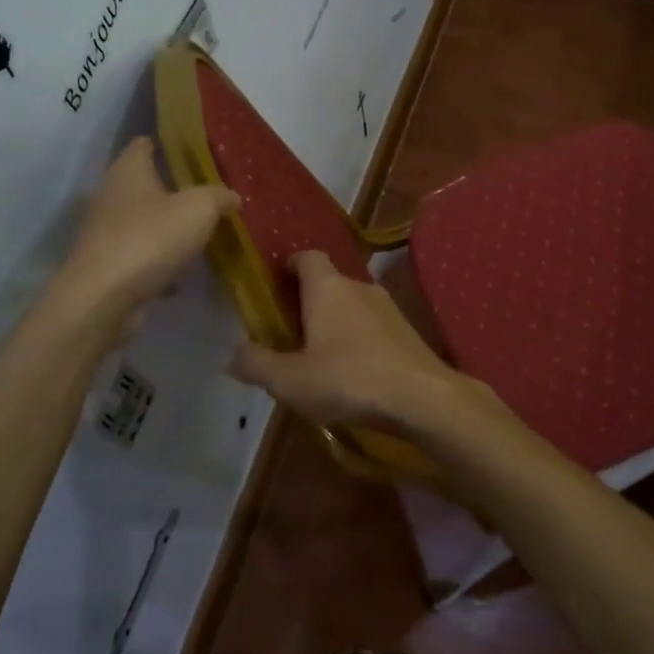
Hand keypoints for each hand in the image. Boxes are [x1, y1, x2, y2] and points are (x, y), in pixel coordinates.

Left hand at [57, 137, 238, 321]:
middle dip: (172, 189)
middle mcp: (111, 194)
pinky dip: (158, 260)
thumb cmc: (150, 238)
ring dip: (166, 227)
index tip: (193, 152)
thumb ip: (218, 197)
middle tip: (206, 195)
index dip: (167, 143)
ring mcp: (105, 232)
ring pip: (142, 221)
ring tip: (198, 233)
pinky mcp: (107, 264)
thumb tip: (232, 196)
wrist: (103, 298)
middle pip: (144, 183)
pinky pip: (140, 254)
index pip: (144, 143)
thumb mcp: (199, 209)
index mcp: (128, 170)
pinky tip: (180, 271)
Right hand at [228, 251, 467, 431]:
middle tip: (289, 331)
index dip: (289, 266)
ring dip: (335, 323)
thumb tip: (231, 355)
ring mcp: (388, 307)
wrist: (422, 397)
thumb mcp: (290, 380)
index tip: (275, 286)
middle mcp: (359, 286)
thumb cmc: (348, 379)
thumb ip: (257, 364)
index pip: (306, 256)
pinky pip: (372, 326)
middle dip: (308, 301)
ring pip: (352, 305)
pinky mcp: (407, 331)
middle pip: (328, 282)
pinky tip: (353, 372)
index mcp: (327, 287)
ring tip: (319, 356)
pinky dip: (358, 340)